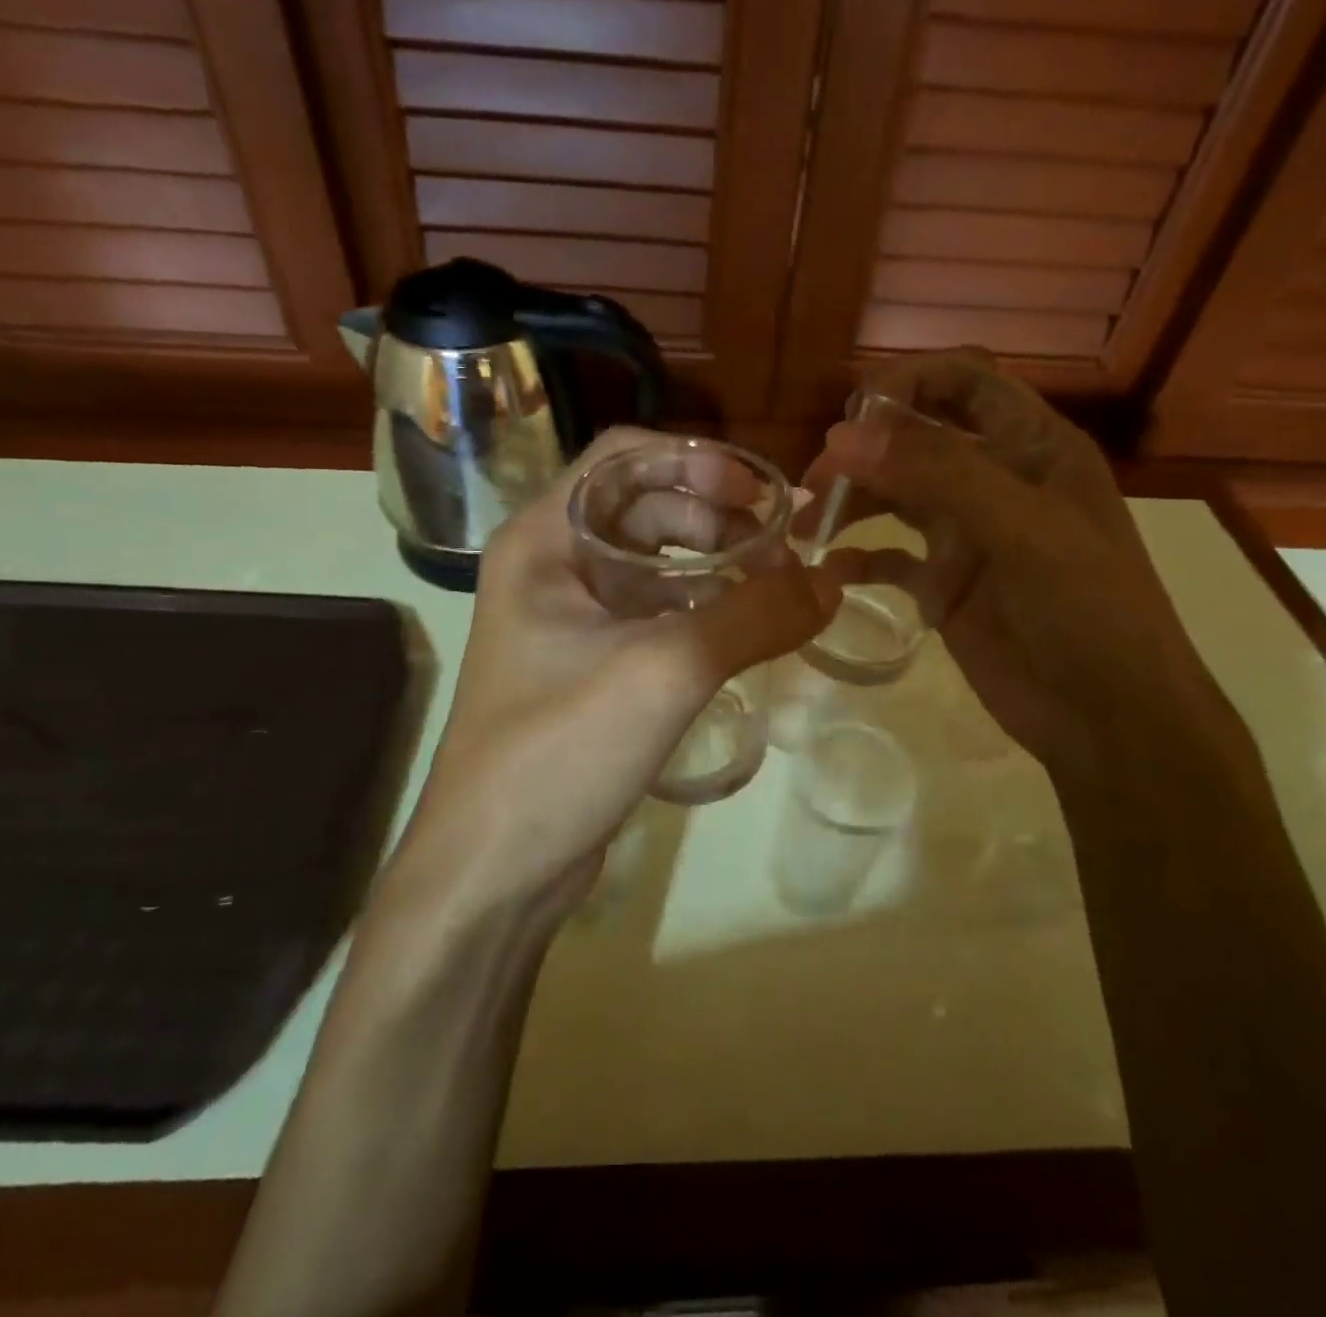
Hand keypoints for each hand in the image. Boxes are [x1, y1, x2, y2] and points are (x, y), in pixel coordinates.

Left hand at [397, 428, 849, 920]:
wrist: (493, 869)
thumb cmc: (559, 751)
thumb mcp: (665, 671)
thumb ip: (754, 617)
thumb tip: (832, 582)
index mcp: (543, 539)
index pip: (624, 456)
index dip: (699, 463)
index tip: (765, 497)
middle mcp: (551, 566)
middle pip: (644, 507)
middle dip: (718, 517)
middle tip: (785, 550)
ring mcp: (569, 619)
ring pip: (654, 564)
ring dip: (716, 564)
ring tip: (777, 589)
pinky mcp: (590, 667)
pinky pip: (655, 614)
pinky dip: (702, 610)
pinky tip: (745, 631)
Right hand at [804, 351, 1229, 764]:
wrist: (1109, 718)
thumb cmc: (1086, 610)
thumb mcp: (1022, 530)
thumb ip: (938, 474)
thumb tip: (843, 436)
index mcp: (1032, 447)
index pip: (964, 382)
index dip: (908, 383)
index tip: (852, 417)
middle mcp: (996, 481)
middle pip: (916, 440)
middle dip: (863, 451)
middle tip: (813, 483)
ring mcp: (968, 536)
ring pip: (896, 497)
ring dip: (850, 502)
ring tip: (803, 525)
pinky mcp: (945, 585)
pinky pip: (891, 558)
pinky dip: (860, 558)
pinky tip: (831, 569)